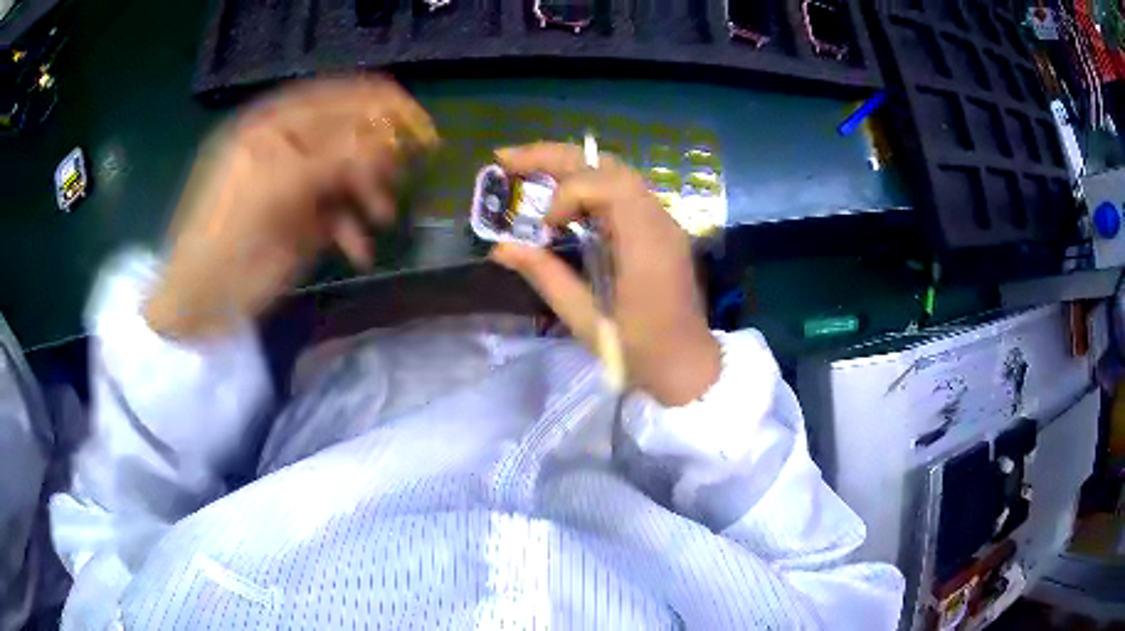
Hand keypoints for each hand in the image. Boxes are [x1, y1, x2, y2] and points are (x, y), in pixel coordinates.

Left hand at [144, 77, 437, 338]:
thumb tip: (389, 140)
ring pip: (348, 177)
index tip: (416, 120)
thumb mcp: (277, 186)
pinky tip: (359, 251)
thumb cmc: (226, 235)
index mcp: (273, 128)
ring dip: (370, 193)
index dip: (375, 105)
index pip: (333, 101)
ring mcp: (296, 187)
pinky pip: (339, 216)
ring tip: (383, 215)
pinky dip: (353, 231)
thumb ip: (332, 159)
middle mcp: (287, 151)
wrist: (202, 299)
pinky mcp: (303, 223)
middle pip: (346, 138)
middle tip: (399, 173)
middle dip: (375, 154)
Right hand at [491, 142, 720, 406]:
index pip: (606, 185)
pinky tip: (561, 196)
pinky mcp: (658, 230)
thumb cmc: (640, 352)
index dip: (567, 194)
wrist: (687, 367)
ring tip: (527, 169)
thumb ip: (545, 276)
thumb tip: (501, 247)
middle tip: (507, 159)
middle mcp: (659, 221)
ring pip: (615, 173)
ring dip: (570, 166)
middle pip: (607, 166)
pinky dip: (587, 185)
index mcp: (646, 243)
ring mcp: (662, 222)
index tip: (546, 227)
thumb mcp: (586, 320)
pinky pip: (622, 191)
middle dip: (555, 156)